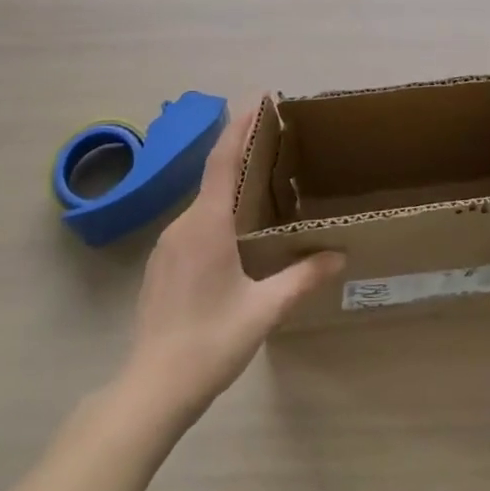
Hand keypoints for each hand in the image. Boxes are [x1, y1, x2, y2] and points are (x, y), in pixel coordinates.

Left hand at [120, 99, 343, 421]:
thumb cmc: (210, 343)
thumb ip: (302, 279)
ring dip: (229, 189)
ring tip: (261, 189)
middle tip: (276, 146)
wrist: (151, 390)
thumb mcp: (263, 311)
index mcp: (207, 224)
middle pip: (214, 177)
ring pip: (203, 204)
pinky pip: (193, 226)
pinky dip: (215, 215)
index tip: (258, 100)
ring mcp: (166, 245)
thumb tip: (339, 255)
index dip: (240, 127)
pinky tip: (234, 237)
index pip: (223, 160)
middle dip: (242, 155)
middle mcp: (183, 225)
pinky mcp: (160, 266)